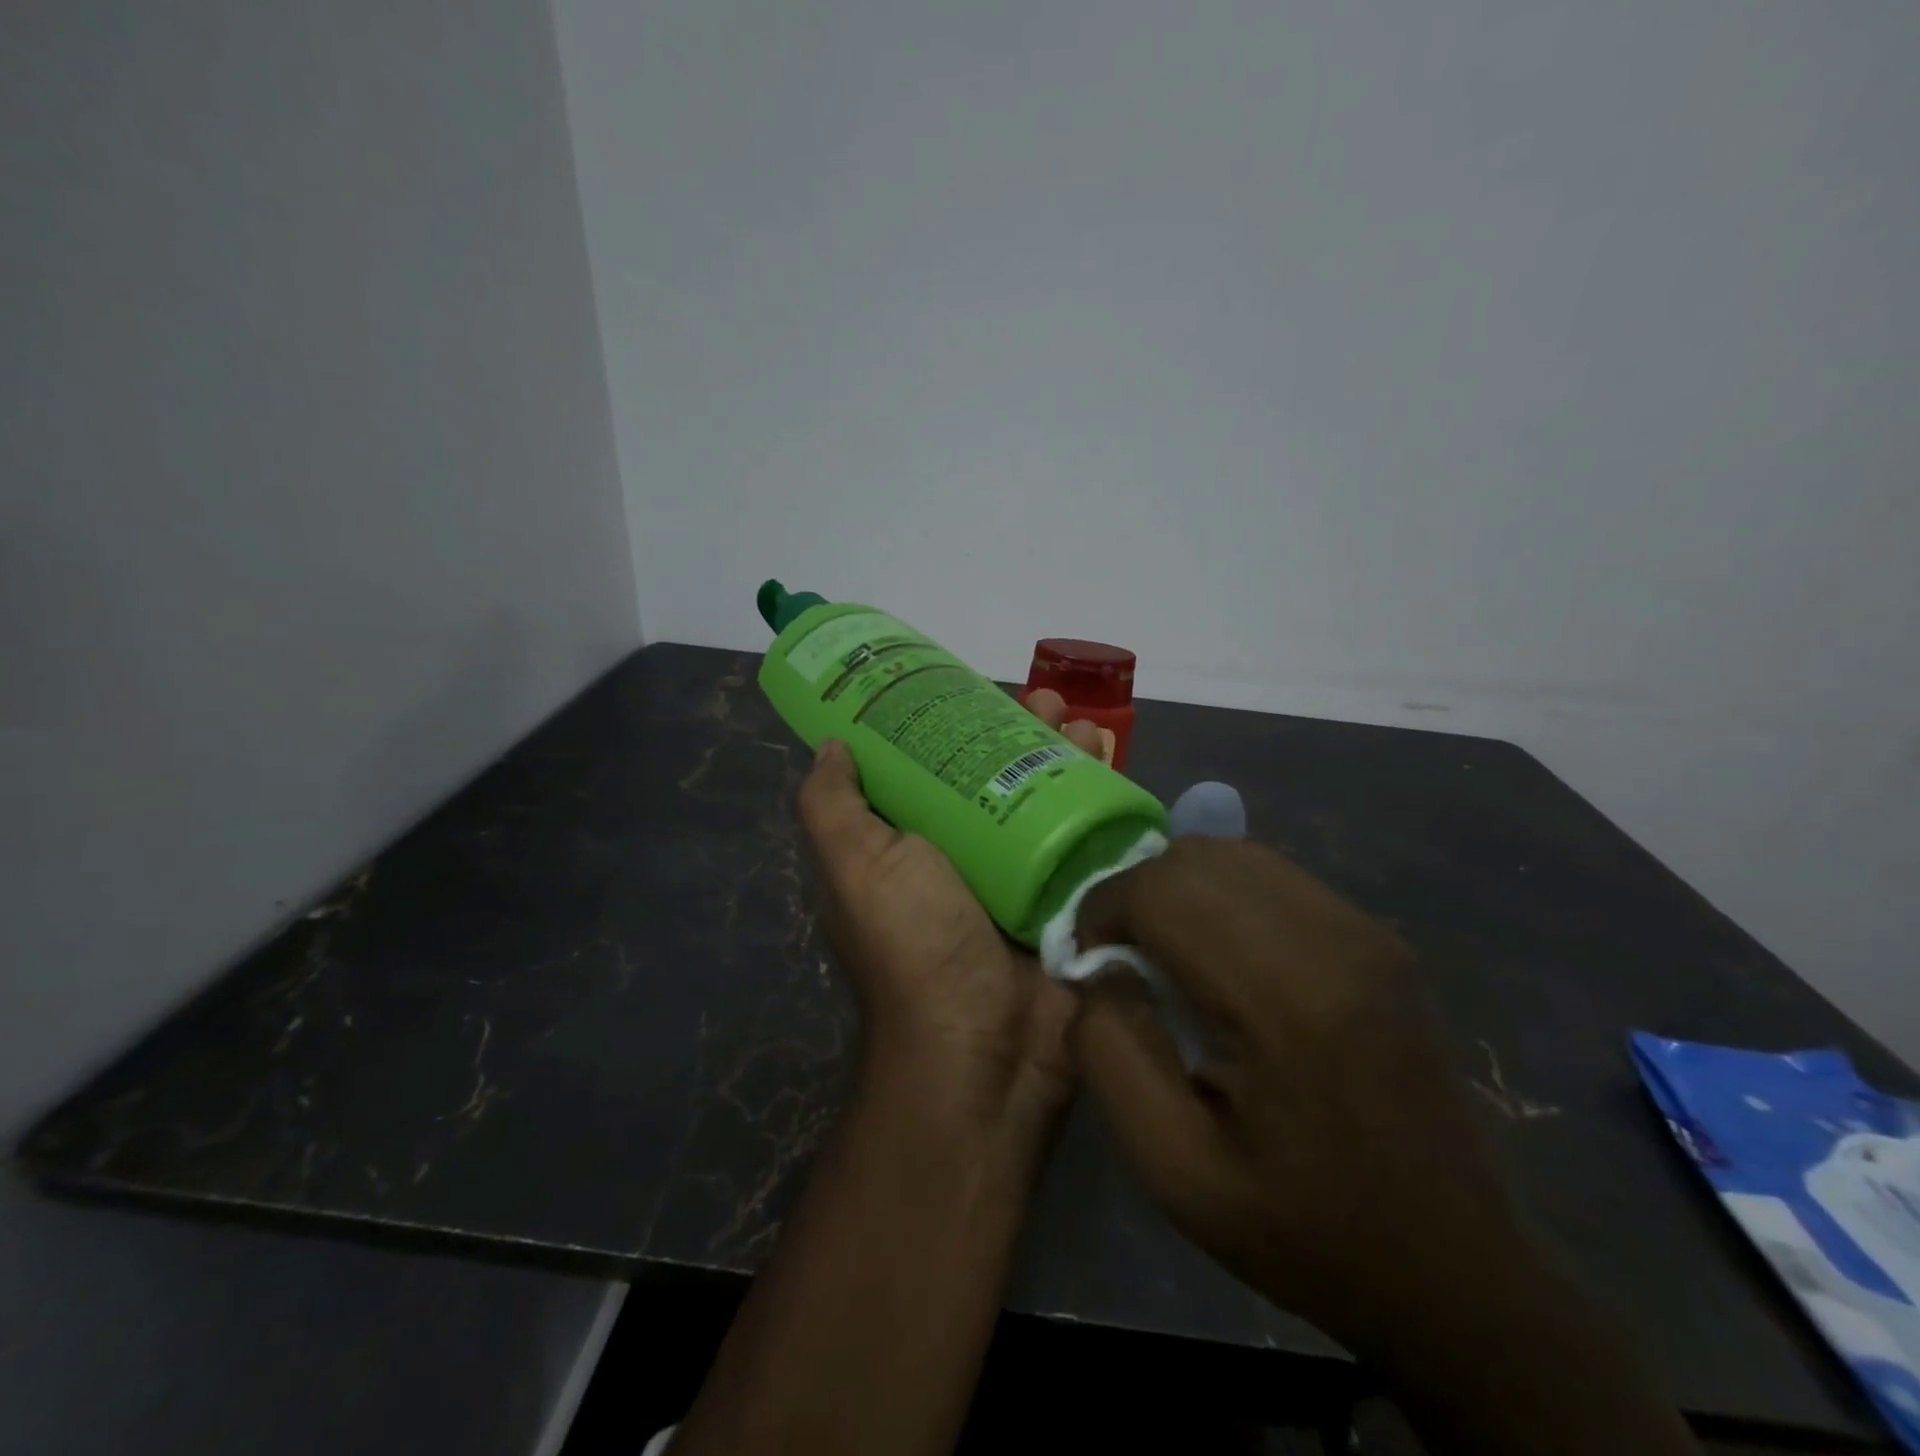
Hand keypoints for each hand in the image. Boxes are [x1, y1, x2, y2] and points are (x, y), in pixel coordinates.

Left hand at [798, 692, 1102, 1133]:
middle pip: (997, 775)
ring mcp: (1024, 879)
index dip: (951, 724)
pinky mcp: (1072, 899)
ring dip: (1067, 754)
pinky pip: (1088, 834)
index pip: (931, 768)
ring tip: (1083, 723)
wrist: (988, 1049)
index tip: (974, 688)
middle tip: (1047, 700)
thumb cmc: (915, 946)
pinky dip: (1101, 796)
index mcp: (911, 848)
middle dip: (1021, 731)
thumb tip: (832, 745)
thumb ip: (833, 807)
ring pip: (1047, 797)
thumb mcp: (856, 867)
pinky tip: (1114, 761)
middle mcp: (965, 859)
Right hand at [1070, 837, 1527, 1356]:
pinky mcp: (1377, 935)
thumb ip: (1108, 1053)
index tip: (1090, 963)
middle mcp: (1333, 938)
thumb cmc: (1304, 1229)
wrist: (1453, 1270)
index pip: (1164, 890)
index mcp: (1286, 998)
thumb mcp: (1173, 1168)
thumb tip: (1093, 972)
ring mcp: (1365, 929)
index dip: (1104, 910)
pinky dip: (1222, 896)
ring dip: (1179, 890)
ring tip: (1170, 955)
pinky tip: (1223, 958)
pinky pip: (1272, 876)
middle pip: (1197, 858)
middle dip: (1137, 894)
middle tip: (1124, 959)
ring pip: (1234, 855)